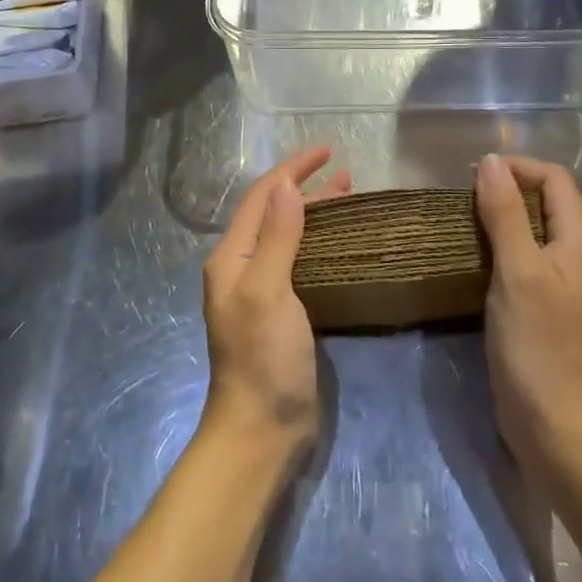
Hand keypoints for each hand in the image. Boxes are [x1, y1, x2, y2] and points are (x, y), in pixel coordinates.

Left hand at [201, 148, 349, 457]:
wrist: (262, 431)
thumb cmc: (262, 358)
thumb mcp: (268, 291)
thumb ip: (277, 236)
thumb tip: (286, 184)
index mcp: (231, 256)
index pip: (262, 196)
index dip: (293, 169)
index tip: (327, 150)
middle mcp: (242, 267)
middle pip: (274, 212)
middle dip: (306, 188)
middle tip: (346, 176)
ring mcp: (262, 290)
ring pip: (289, 235)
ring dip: (316, 213)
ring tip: (350, 199)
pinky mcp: (282, 312)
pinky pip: (301, 261)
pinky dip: (321, 243)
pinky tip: (343, 245)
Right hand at [475, 154, 581, 471]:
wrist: (555, 426)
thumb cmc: (537, 344)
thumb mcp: (517, 271)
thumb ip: (505, 214)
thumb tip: (491, 161)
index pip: (556, 179)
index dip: (519, 167)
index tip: (476, 175)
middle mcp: (581, 257)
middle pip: (549, 202)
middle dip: (509, 190)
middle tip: (465, 197)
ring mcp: (567, 285)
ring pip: (537, 231)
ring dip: (504, 219)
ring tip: (465, 222)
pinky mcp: (550, 308)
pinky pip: (529, 259)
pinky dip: (505, 247)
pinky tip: (478, 260)